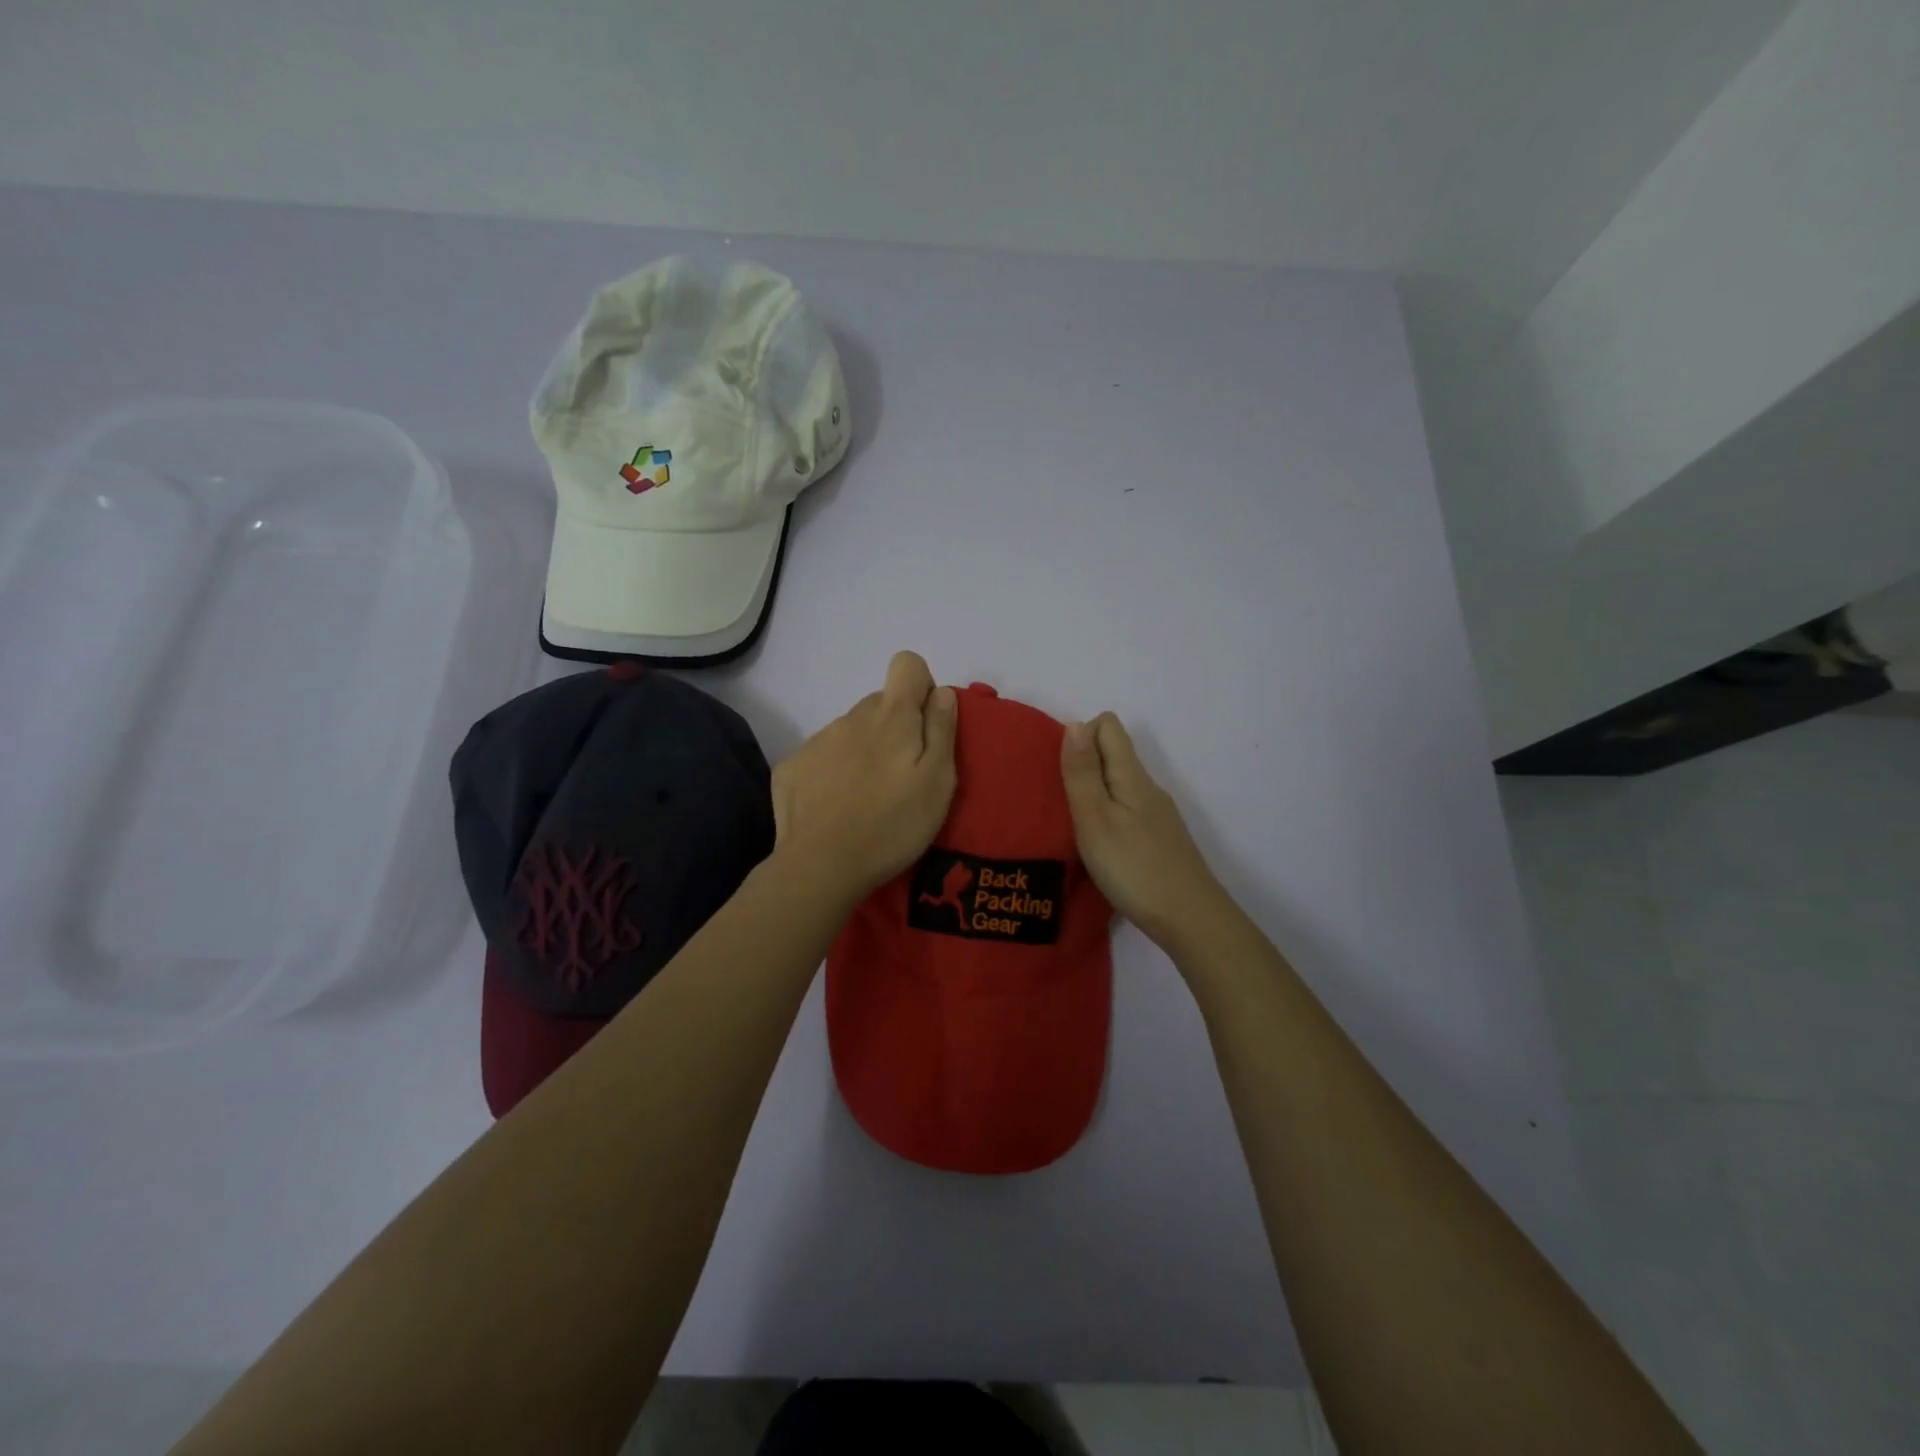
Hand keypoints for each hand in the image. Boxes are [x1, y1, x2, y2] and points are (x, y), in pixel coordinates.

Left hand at [772, 652, 957, 902]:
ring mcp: (817, 740)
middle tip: (900, 777)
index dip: (920, 688)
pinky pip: (821, 756)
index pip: (907, 664)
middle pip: (879, 704)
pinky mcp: (792, 767)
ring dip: (863, 751)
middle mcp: (851, 716)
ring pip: (850, 731)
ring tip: (867, 798)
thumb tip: (941, 692)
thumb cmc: (893, 824)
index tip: (924, 726)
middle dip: (894, 729)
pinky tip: (835, 807)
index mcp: (891, 716)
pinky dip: (832, 773)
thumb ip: (942, 729)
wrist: (821, 865)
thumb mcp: (938, 781)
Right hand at [1061, 712, 1230, 950]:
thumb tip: (1075, 723)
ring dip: (1094, 793)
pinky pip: (1128, 810)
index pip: (1108, 726)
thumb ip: (1083, 772)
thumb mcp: (1095, 818)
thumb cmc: (1133, 867)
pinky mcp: (1161, 840)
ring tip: (1073, 827)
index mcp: (1132, 775)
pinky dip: (1108, 817)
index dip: (1080, 736)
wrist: (1189, 919)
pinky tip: (1099, 848)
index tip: (1061, 772)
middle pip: (1114, 753)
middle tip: (1060, 803)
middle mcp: (1148, 787)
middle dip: (1082, 766)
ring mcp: (1158, 815)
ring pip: (1120, 785)